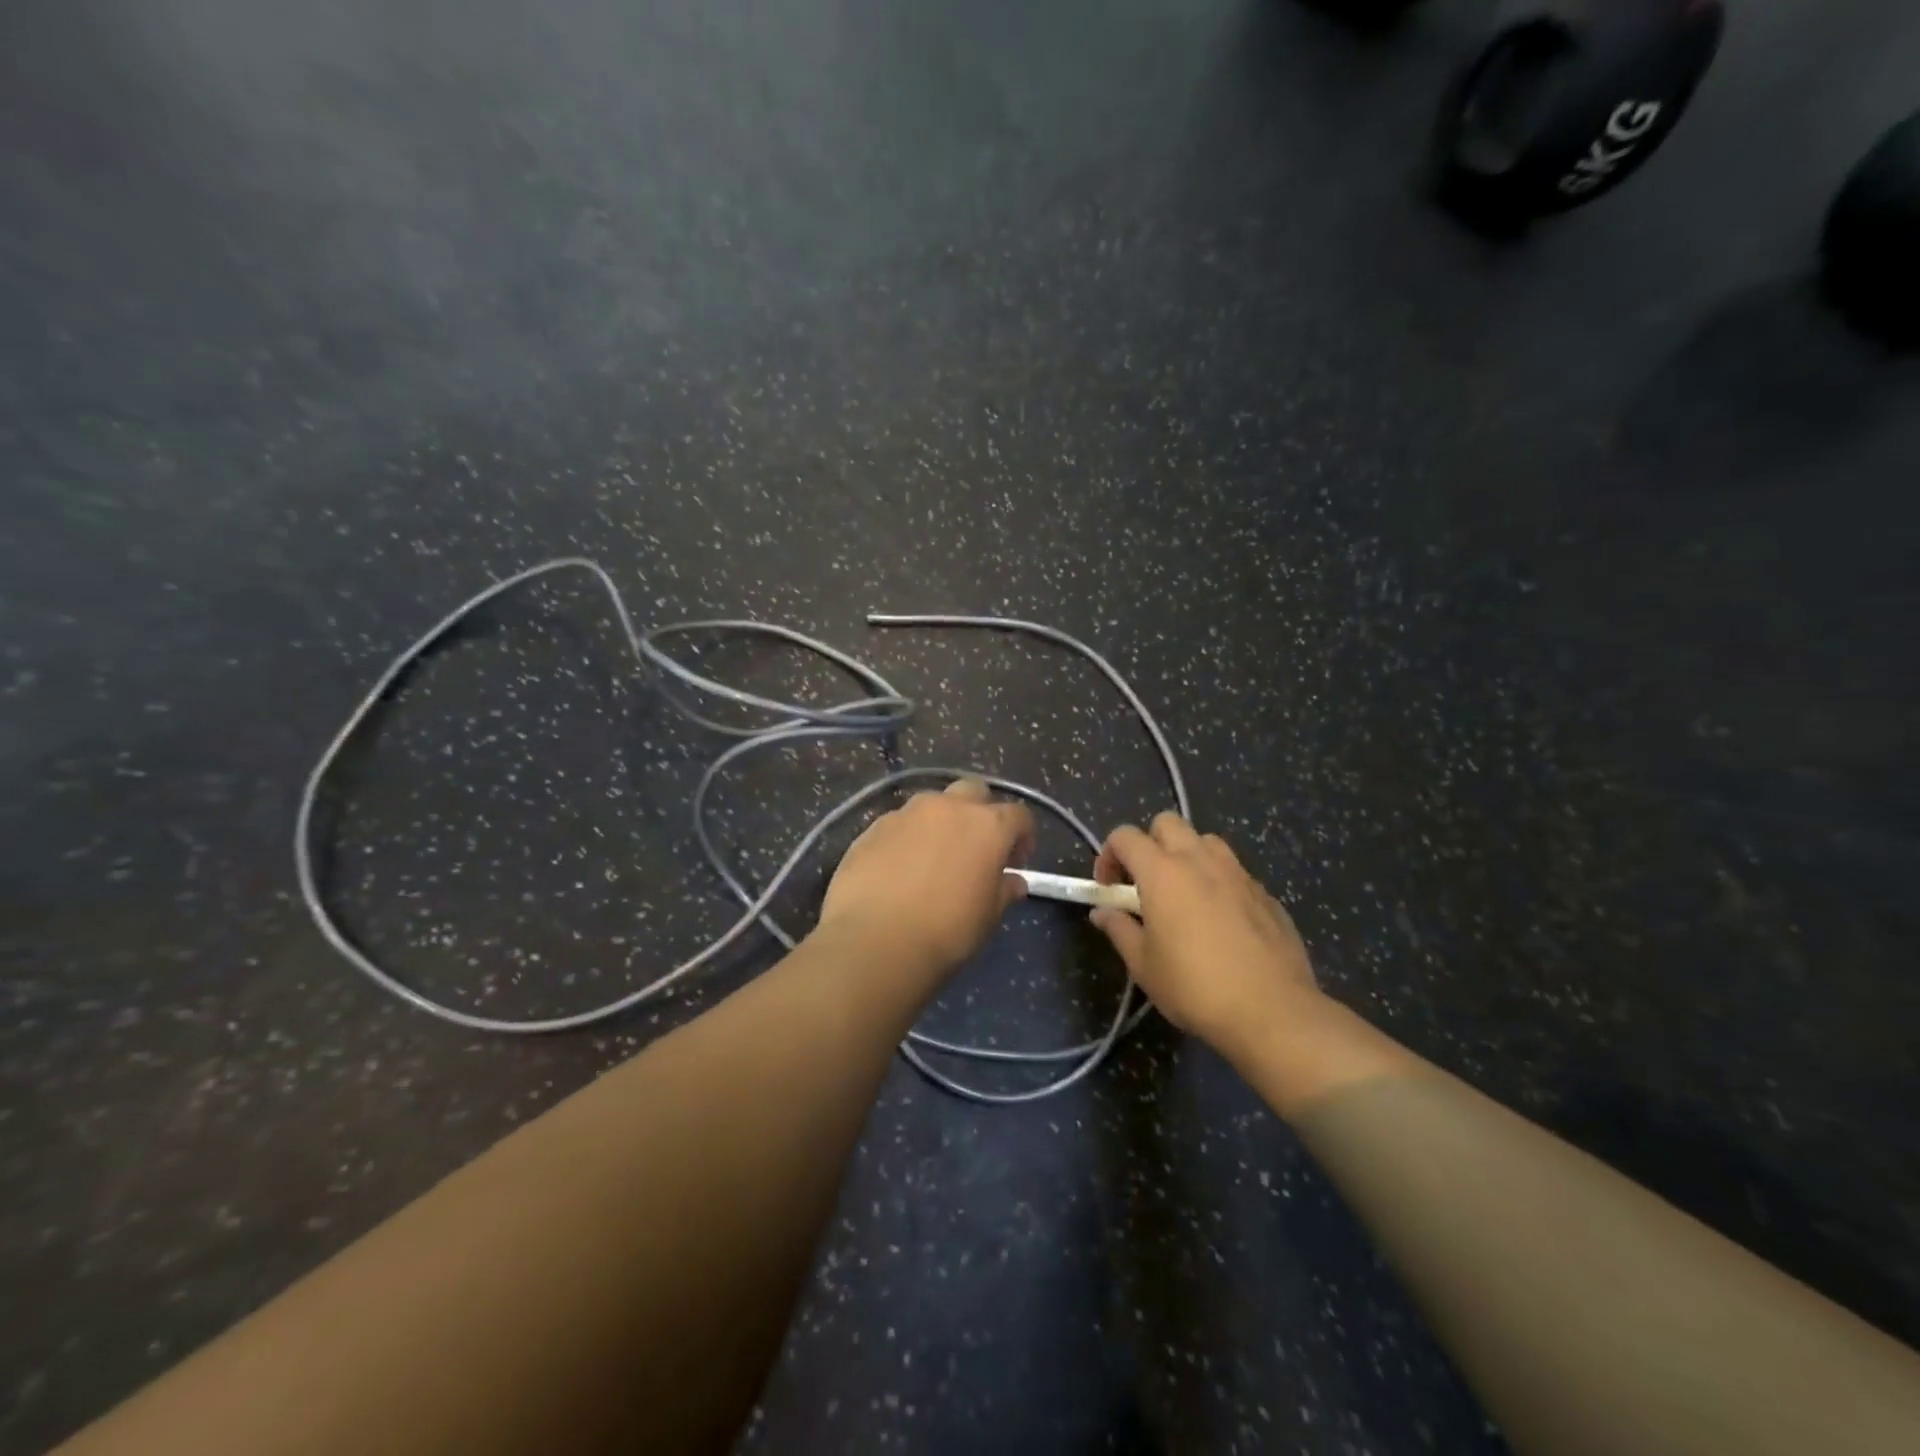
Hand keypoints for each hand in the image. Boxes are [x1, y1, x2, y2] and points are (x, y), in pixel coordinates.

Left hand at [819, 777, 1035, 975]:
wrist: (874, 940)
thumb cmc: (946, 931)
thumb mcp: (987, 917)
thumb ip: (1004, 891)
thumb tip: (1013, 881)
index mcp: (987, 825)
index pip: (1018, 815)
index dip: (1023, 836)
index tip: (1016, 861)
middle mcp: (948, 807)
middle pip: (974, 791)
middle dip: (981, 812)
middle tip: (976, 847)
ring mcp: (907, 813)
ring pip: (932, 803)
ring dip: (941, 822)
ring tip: (934, 857)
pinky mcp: (873, 827)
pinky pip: (900, 824)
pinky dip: (907, 838)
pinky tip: (899, 869)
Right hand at [1089, 813, 1320, 1055]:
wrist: (1272, 1012)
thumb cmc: (1195, 987)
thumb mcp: (1143, 965)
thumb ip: (1119, 929)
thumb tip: (1103, 912)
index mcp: (1163, 872)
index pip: (1125, 836)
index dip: (1108, 856)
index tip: (1108, 889)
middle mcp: (1200, 860)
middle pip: (1167, 823)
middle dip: (1150, 843)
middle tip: (1146, 884)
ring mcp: (1238, 873)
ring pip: (1206, 841)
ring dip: (1187, 856)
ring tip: (1184, 896)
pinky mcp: (1265, 893)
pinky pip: (1234, 871)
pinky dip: (1218, 882)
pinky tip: (1221, 922)